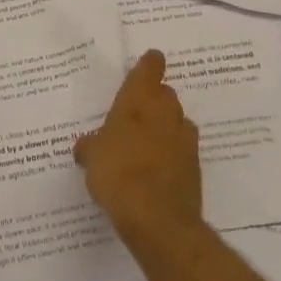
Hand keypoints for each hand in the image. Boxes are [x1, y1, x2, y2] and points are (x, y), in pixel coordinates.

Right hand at [74, 50, 203, 247]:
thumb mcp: (91, 157)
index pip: (150, 69)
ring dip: (166, 126)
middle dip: (154, 99)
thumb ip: (89, 146)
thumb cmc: (117, 174)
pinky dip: (172, 153)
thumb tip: (85, 146)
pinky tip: (156, 168)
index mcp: (138, 101)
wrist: (158, 220)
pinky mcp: (195, 168)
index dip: (150, 64)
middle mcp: (165, 113)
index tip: (150, 60)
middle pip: (166, 94)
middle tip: (135, 110)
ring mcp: (184, 140)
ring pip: (177, 122)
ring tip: (146, 142)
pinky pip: (182, 150)